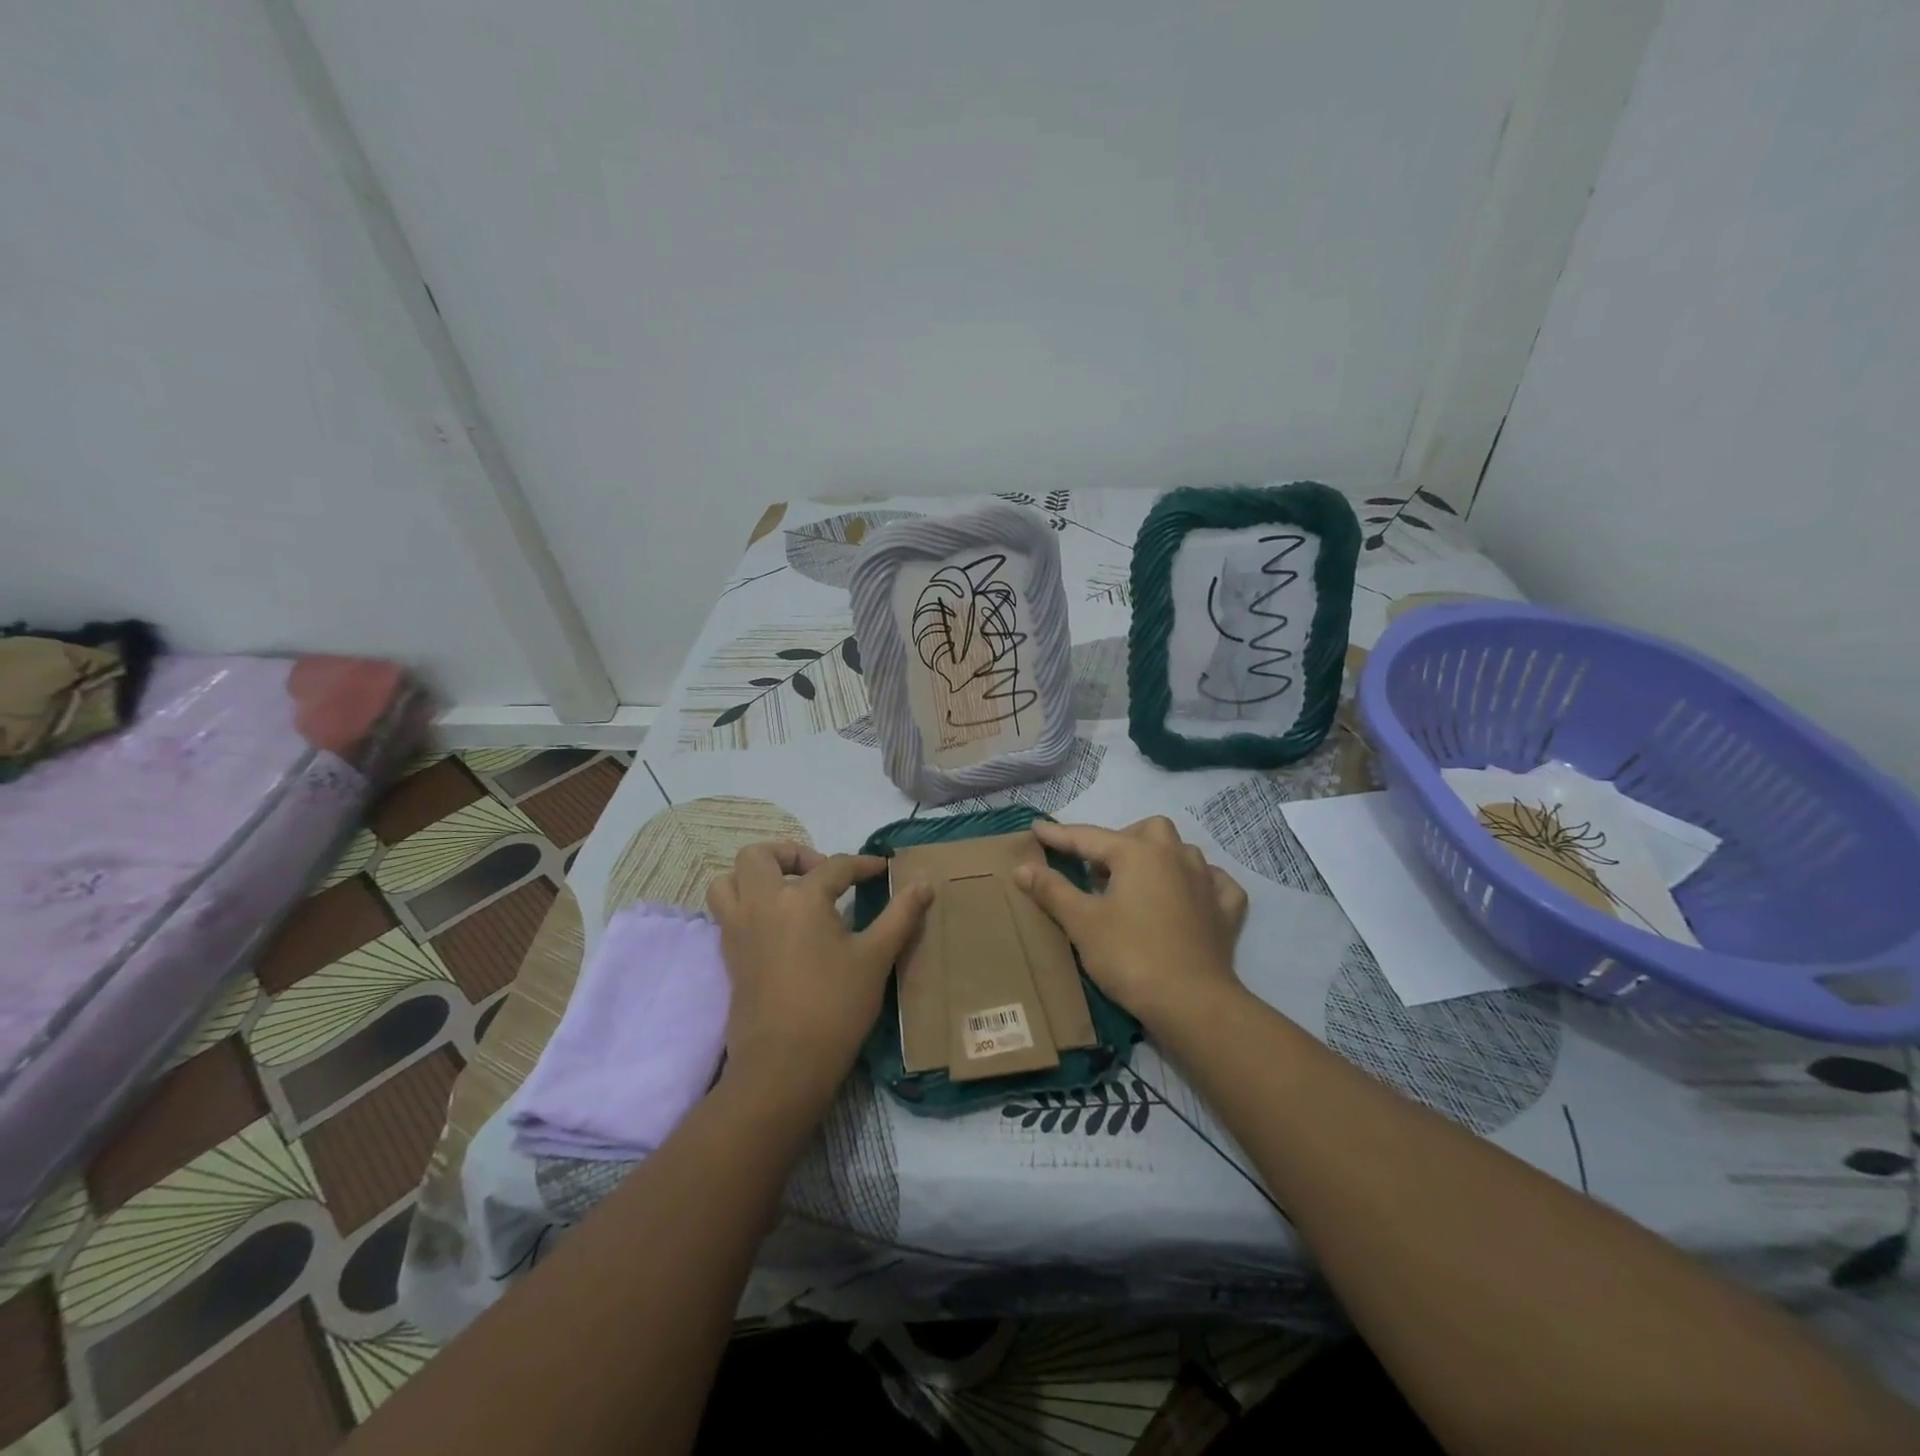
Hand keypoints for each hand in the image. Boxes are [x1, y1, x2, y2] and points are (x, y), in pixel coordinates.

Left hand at [705, 842, 930, 1102]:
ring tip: (787, 891)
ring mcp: (738, 929)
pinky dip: (744, 902)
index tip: (882, 870)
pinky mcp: (729, 955)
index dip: (863, 865)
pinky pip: (725, 911)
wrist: (783, 1066)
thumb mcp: (876, 958)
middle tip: (819, 873)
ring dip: (755, 875)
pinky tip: (776, 924)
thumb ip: (900, 915)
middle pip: (759, 856)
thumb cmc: (835, 1007)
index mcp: (801, 899)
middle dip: (791, 854)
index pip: (835, 866)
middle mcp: (762, 903)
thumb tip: (924, 884)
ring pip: (728, 880)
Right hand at [1014, 817, 1248, 1030]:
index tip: (1037, 828)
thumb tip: (1022, 867)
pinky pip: (1214, 883)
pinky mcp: (1226, 911)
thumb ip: (1052, 890)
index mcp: (1138, 853)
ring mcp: (1207, 881)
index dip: (1059, 835)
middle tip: (1098, 869)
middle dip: (1121, 841)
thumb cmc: (1130, 956)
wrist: (1192, 1003)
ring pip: (1182, 852)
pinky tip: (1188, 897)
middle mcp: (1176, 856)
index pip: (1089, 837)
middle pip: (1147, 831)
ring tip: (1137, 883)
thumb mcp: (1082, 922)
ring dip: (1159, 858)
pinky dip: (1200, 884)